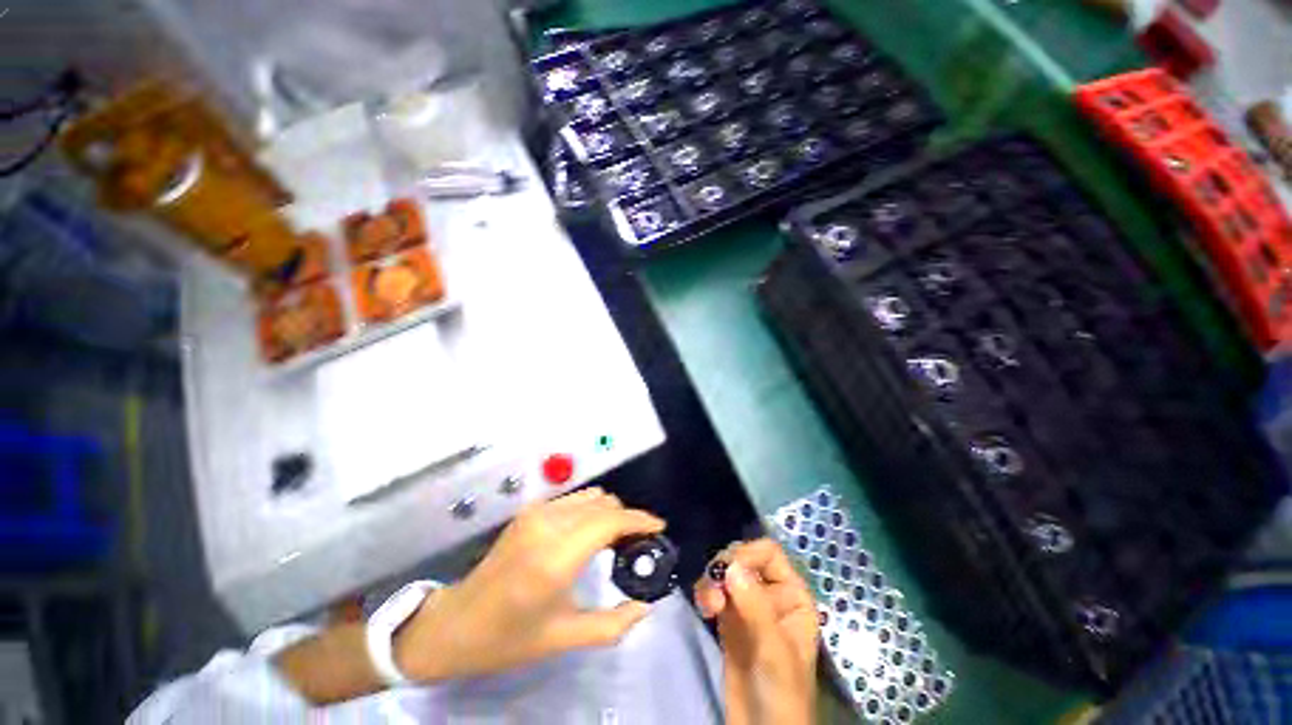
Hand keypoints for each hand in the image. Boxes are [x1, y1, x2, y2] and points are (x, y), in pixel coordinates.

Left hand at [394, 487, 665, 681]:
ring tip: (616, 539)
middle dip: (627, 518)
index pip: (610, 521)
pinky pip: (573, 499)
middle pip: (604, 503)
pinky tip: (591, 533)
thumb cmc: (508, 638)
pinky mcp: (529, 511)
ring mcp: (536, 512)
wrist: (455, 624)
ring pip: (590, 496)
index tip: (659, 527)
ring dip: (609, 512)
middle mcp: (547, 524)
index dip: (640, 520)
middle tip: (637, 544)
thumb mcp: (563, 638)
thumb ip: (612, 624)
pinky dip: (591, 510)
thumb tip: (645, 607)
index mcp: (555, 557)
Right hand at [694, 539, 817, 724]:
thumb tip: (731, 566)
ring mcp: (748, 605)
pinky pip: (714, 591)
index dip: (748, 555)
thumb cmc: (782, 693)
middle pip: (743, 558)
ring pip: (725, 573)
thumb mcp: (774, 652)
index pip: (769, 553)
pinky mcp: (729, 619)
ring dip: (711, 581)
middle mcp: (771, 593)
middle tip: (714, 590)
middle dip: (725, 568)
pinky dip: (705, 593)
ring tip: (707, 605)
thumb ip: (756, 608)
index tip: (729, 572)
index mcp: (793, 595)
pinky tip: (703, 609)